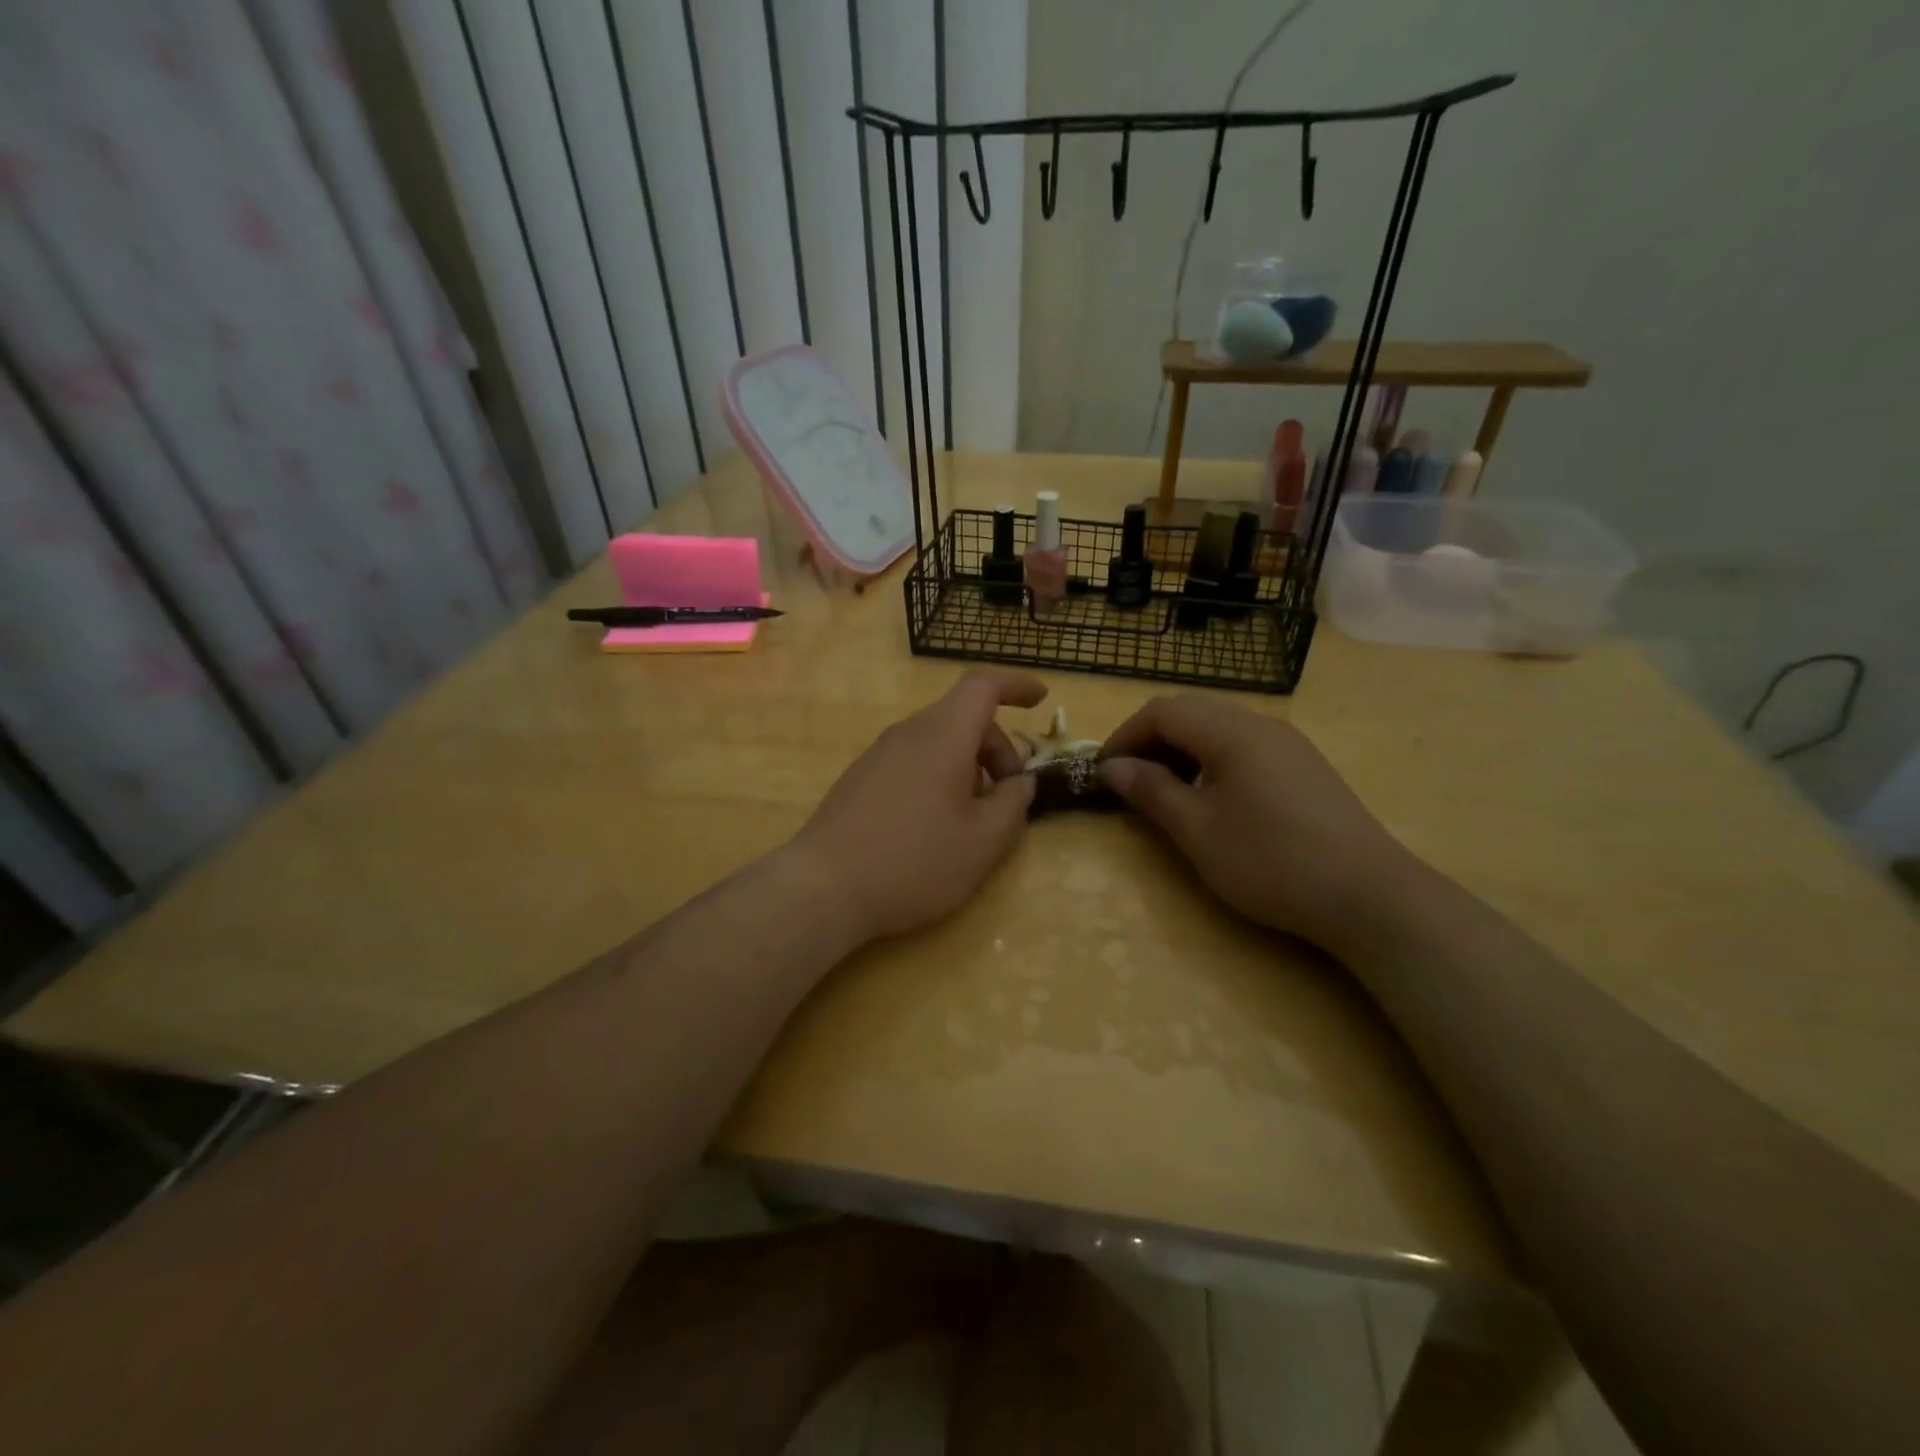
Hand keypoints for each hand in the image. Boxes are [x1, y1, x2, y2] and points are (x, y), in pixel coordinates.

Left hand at [791, 671, 1044, 942]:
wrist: (823, 888)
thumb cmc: (914, 861)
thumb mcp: (983, 841)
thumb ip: (1013, 805)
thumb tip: (1021, 782)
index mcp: (942, 736)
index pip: (983, 686)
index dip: (1016, 685)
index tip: (1042, 700)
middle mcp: (908, 733)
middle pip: (963, 717)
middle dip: (997, 748)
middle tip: (1008, 796)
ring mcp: (879, 754)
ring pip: (937, 741)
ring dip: (968, 766)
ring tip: (973, 818)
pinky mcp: (861, 778)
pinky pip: (913, 760)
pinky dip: (939, 776)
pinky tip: (934, 826)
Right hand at [1098, 695, 1419, 951]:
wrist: (1368, 895)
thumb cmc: (1269, 860)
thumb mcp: (1196, 830)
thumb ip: (1150, 791)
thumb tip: (1111, 766)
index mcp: (1229, 731)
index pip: (1161, 712)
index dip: (1124, 736)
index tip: (1103, 773)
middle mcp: (1259, 724)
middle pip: (1190, 712)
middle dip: (1150, 740)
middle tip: (1130, 782)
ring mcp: (1288, 743)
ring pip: (1218, 728)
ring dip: (1182, 750)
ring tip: (1167, 793)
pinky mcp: (1305, 766)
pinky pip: (1245, 746)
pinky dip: (1213, 760)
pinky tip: (1214, 800)